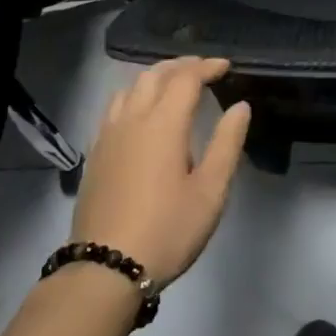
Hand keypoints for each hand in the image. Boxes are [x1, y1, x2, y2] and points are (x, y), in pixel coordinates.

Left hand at [71, 57, 250, 288]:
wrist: (105, 269)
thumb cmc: (167, 229)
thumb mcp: (210, 191)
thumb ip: (227, 143)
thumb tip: (240, 106)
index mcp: (163, 124)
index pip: (186, 78)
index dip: (207, 67)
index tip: (226, 67)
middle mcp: (132, 119)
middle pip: (154, 75)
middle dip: (181, 66)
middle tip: (204, 70)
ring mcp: (108, 136)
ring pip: (129, 88)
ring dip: (154, 77)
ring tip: (173, 85)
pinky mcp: (95, 154)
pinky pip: (114, 108)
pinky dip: (134, 96)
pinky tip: (142, 114)